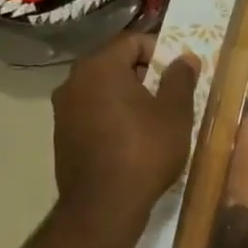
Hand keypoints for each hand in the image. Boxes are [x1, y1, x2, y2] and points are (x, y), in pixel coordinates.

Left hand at [51, 33, 199, 232]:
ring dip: (129, 96)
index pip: (133, 41)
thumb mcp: (175, 113)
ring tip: (155, 118)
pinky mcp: (62, 134)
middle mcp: (74, 81)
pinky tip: (133, 138)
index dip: (161, 51)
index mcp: (100, 67)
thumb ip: (180, 78)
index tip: (180, 73)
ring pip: (103, 89)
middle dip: (146, 74)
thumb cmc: (144, 150)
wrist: (104, 206)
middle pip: (115, 63)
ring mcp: (63, 109)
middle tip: (172, 95)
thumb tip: (185, 57)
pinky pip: (93, 111)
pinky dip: (113, 115)